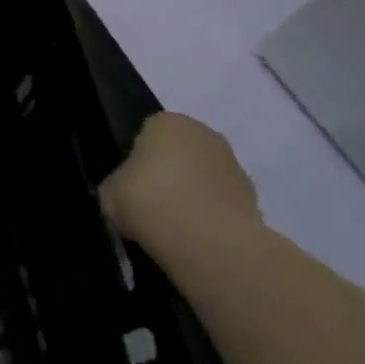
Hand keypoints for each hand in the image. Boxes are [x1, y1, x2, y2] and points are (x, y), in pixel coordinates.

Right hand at [101, 112, 260, 243]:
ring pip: (202, 177)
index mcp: (168, 122)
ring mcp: (235, 167)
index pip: (146, 132)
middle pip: (179, 152)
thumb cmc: (148, 199)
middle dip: (166, 172)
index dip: (134, 156)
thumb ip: (118, 183)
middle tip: (147, 201)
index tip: (127, 181)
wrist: (208, 242)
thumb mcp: (109, 190)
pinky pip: (220, 203)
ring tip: (170, 224)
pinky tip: (192, 236)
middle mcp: (206, 135)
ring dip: (190, 194)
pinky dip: (209, 216)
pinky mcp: (255, 201)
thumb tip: (126, 192)